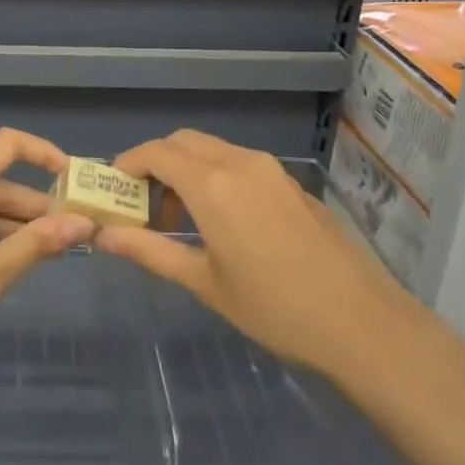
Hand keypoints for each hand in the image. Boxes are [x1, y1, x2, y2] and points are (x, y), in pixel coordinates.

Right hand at [96, 130, 404, 377]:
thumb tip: (103, 236)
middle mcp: (240, 163)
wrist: (361, 322)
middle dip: (155, 164)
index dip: (127, 165)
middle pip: (183, 142)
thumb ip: (150, 251)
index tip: (112, 192)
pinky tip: (222, 221)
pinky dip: (215, 176)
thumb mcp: (204, 283)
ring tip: (180, 219)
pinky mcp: (291, 183)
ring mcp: (271, 170)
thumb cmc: (274, 308)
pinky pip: (240, 163)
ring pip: (213, 150)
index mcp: (213, 185)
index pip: (155, 153)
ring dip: (186, 170)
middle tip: (143, 206)